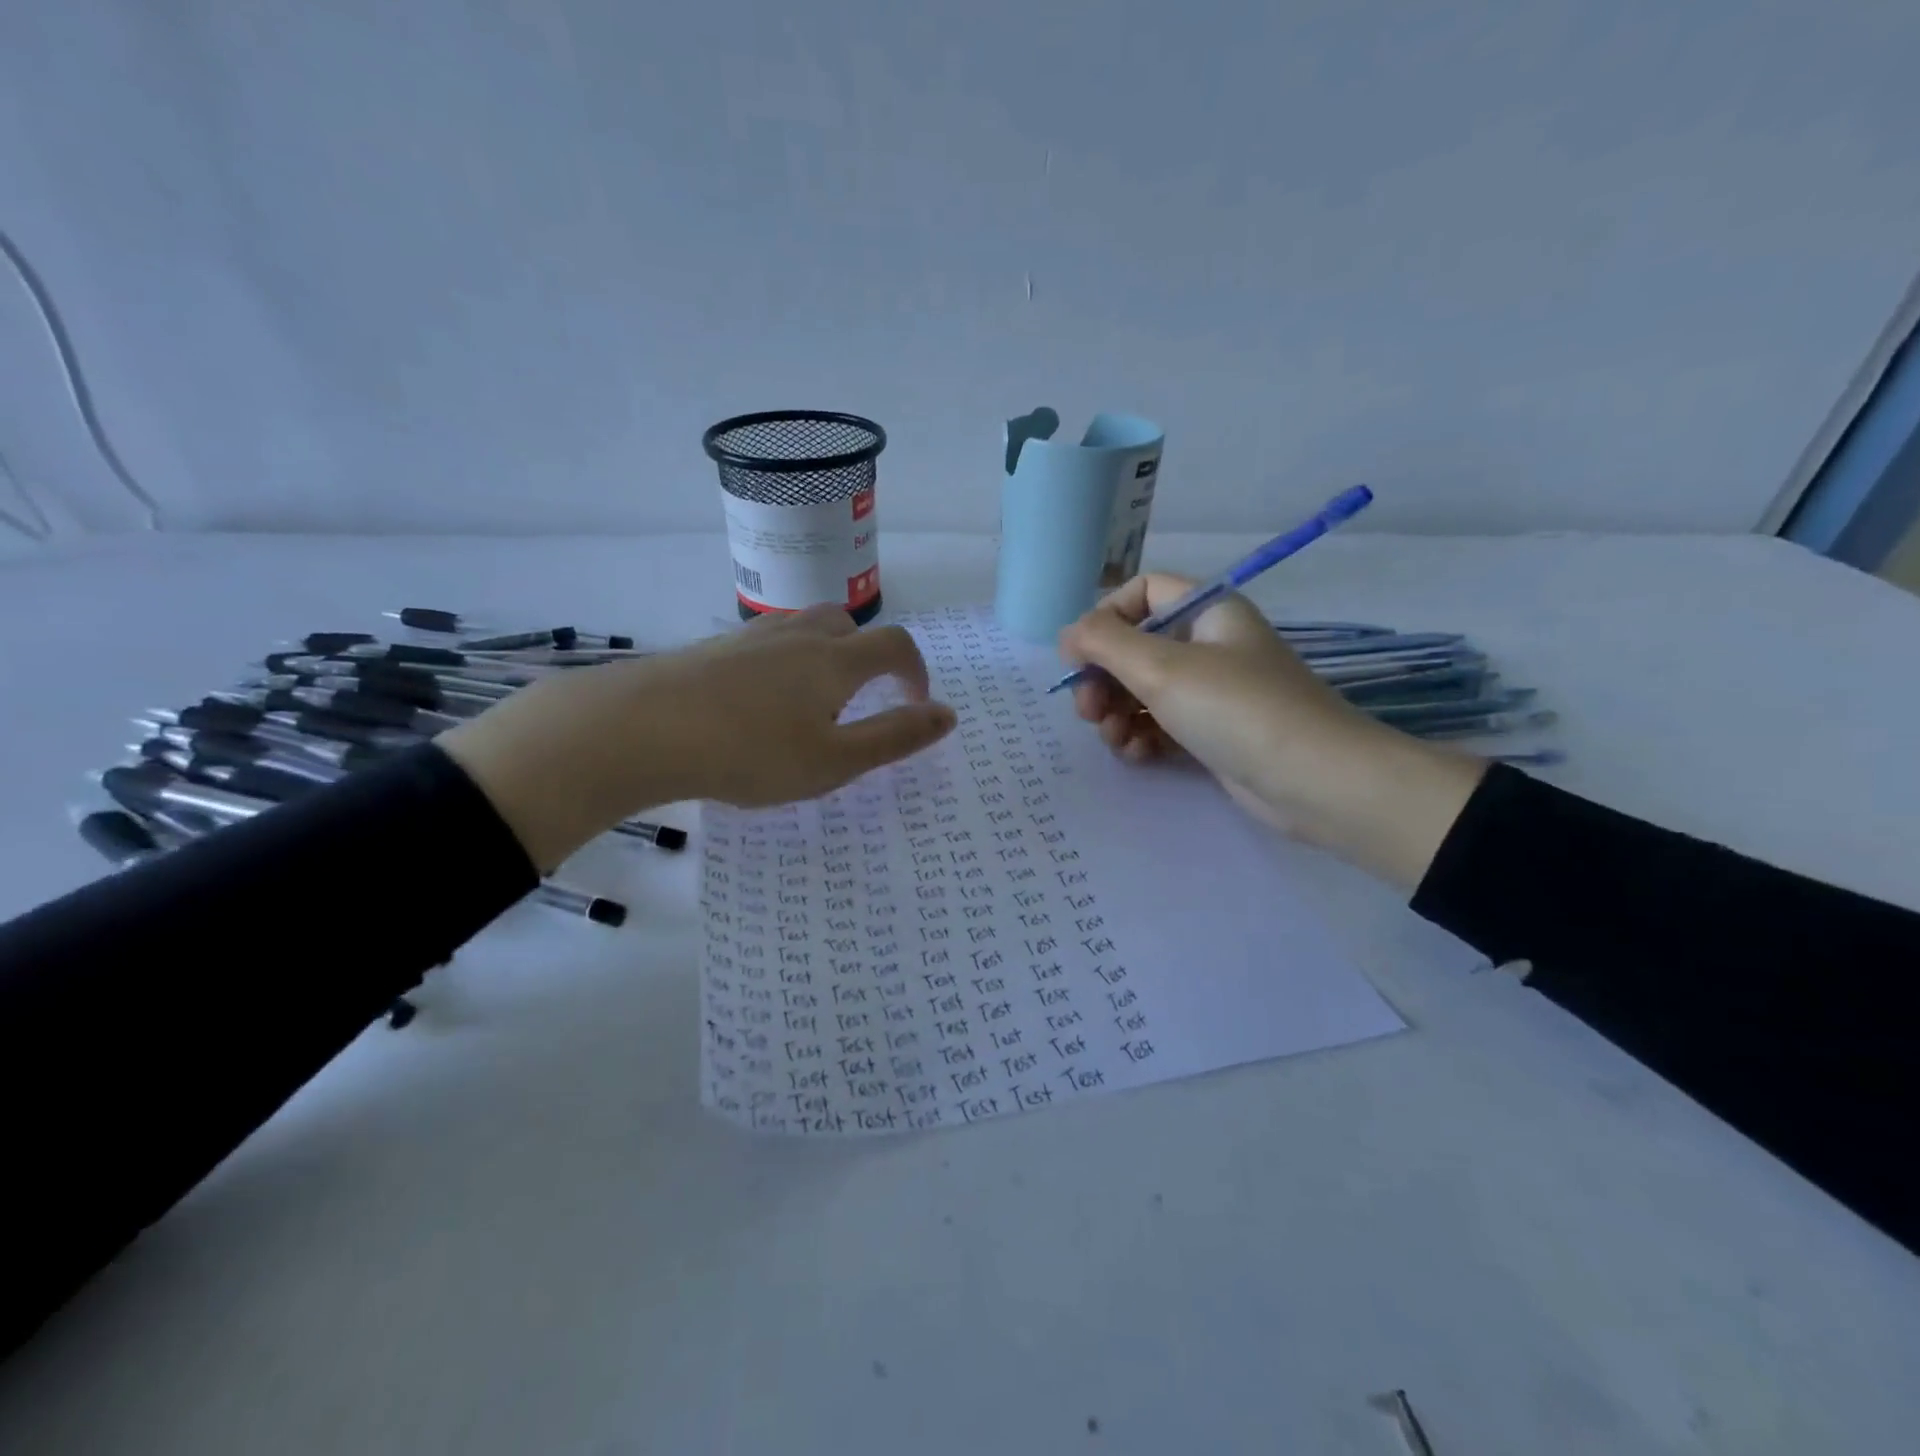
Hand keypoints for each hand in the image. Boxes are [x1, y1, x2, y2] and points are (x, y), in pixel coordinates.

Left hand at [442, 608, 955, 870]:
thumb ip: (894, 738)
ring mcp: (752, 638)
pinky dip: (783, 663)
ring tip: (812, 702)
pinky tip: (758, 703)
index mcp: (836, 661)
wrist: (641, 729)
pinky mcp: (715, 649)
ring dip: (825, 656)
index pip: (896, 646)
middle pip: (849, 626)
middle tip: (858, 703)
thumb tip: (948, 715)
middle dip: (868, 657)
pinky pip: (767, 644)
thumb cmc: (750, 752)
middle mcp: (799, 637)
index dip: (916, 672)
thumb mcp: (833, 761)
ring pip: (805, 629)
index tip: (914, 706)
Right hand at [1058, 575, 1486, 887]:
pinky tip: (1136, 755)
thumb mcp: (1161, 667)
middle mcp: (1209, 644)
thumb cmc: (1235, 708)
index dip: (1105, 618)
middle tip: (1087, 711)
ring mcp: (1212, 691)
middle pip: (1135, 647)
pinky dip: (1142, 736)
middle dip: (1104, 678)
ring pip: (1143, 690)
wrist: (1313, 781)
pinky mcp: (1212, 732)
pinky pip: (1161, 723)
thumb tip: (1067, 634)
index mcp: (1207, 611)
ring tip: (1114, 739)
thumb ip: (1104, 643)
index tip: (1079, 657)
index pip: (1143, 592)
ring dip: (1117, 713)